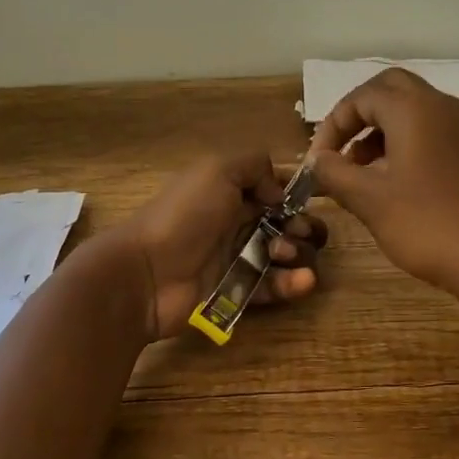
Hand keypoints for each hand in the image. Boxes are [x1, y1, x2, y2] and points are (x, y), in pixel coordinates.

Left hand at [109, 151, 327, 340]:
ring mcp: (235, 258)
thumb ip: (255, 165)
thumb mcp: (217, 170)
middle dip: (301, 225)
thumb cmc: (184, 215)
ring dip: (297, 253)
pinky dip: (291, 283)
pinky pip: (271, 286)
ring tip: (287, 254)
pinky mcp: (236, 292)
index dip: (294, 193)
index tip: (312, 199)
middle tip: (299, 231)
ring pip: (281, 255)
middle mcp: (234, 222)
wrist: (145, 273)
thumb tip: (278, 191)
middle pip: (283, 223)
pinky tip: (303, 281)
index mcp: (228, 190)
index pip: (271, 188)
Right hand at [309, 68, 458, 298]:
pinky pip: (434, 131)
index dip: (332, 125)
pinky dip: (407, 142)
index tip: (319, 161)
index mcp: (414, 109)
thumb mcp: (368, 200)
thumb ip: (334, 173)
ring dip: (382, 130)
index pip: (361, 97)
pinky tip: (396, 182)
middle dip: (359, 115)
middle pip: (391, 89)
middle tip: (340, 149)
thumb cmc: (425, 224)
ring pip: (414, 110)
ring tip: (361, 171)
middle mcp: (442, 107)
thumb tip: (317, 161)